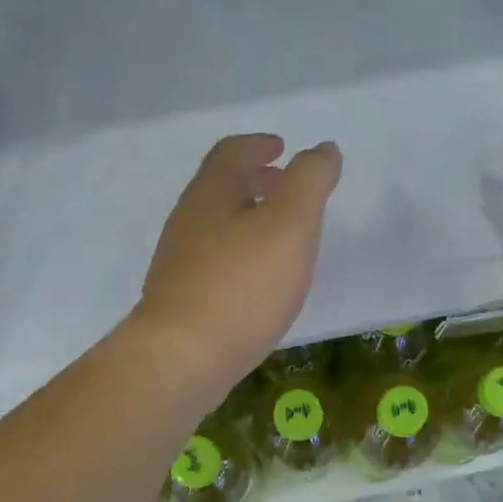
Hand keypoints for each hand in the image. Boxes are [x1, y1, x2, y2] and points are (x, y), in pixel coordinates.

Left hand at [131, 133, 341, 398]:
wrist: (182, 357)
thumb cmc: (242, 284)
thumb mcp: (291, 224)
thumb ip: (310, 181)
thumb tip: (323, 149)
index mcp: (211, 193)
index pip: (231, 152)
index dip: (258, 144)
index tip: (281, 148)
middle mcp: (188, 219)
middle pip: (220, 187)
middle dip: (254, 180)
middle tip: (285, 186)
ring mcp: (179, 260)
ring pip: (216, 224)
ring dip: (247, 216)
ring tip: (279, 234)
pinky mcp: (180, 297)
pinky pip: (213, 258)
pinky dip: (239, 250)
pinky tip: (258, 278)